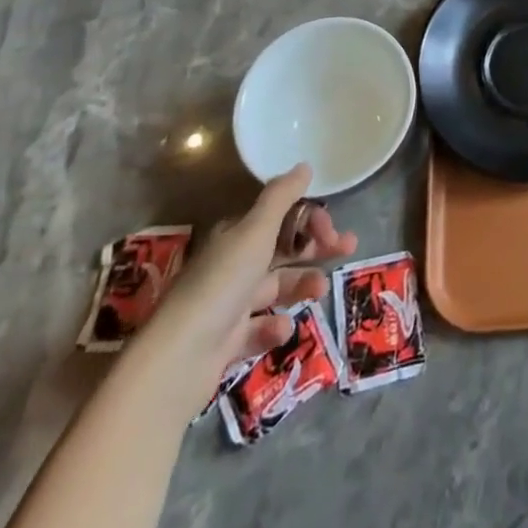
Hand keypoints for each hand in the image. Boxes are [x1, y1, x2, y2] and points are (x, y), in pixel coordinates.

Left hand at [134, 163, 357, 409]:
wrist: (177, 361)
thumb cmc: (221, 284)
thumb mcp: (255, 232)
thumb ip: (282, 197)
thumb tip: (304, 166)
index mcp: (236, 237)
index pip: (280, 219)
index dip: (309, 219)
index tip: (332, 228)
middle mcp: (232, 266)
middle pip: (283, 251)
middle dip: (316, 249)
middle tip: (349, 248)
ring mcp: (228, 306)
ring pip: (277, 288)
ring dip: (303, 285)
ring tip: (321, 291)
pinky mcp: (226, 343)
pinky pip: (260, 328)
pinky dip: (274, 326)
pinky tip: (281, 327)